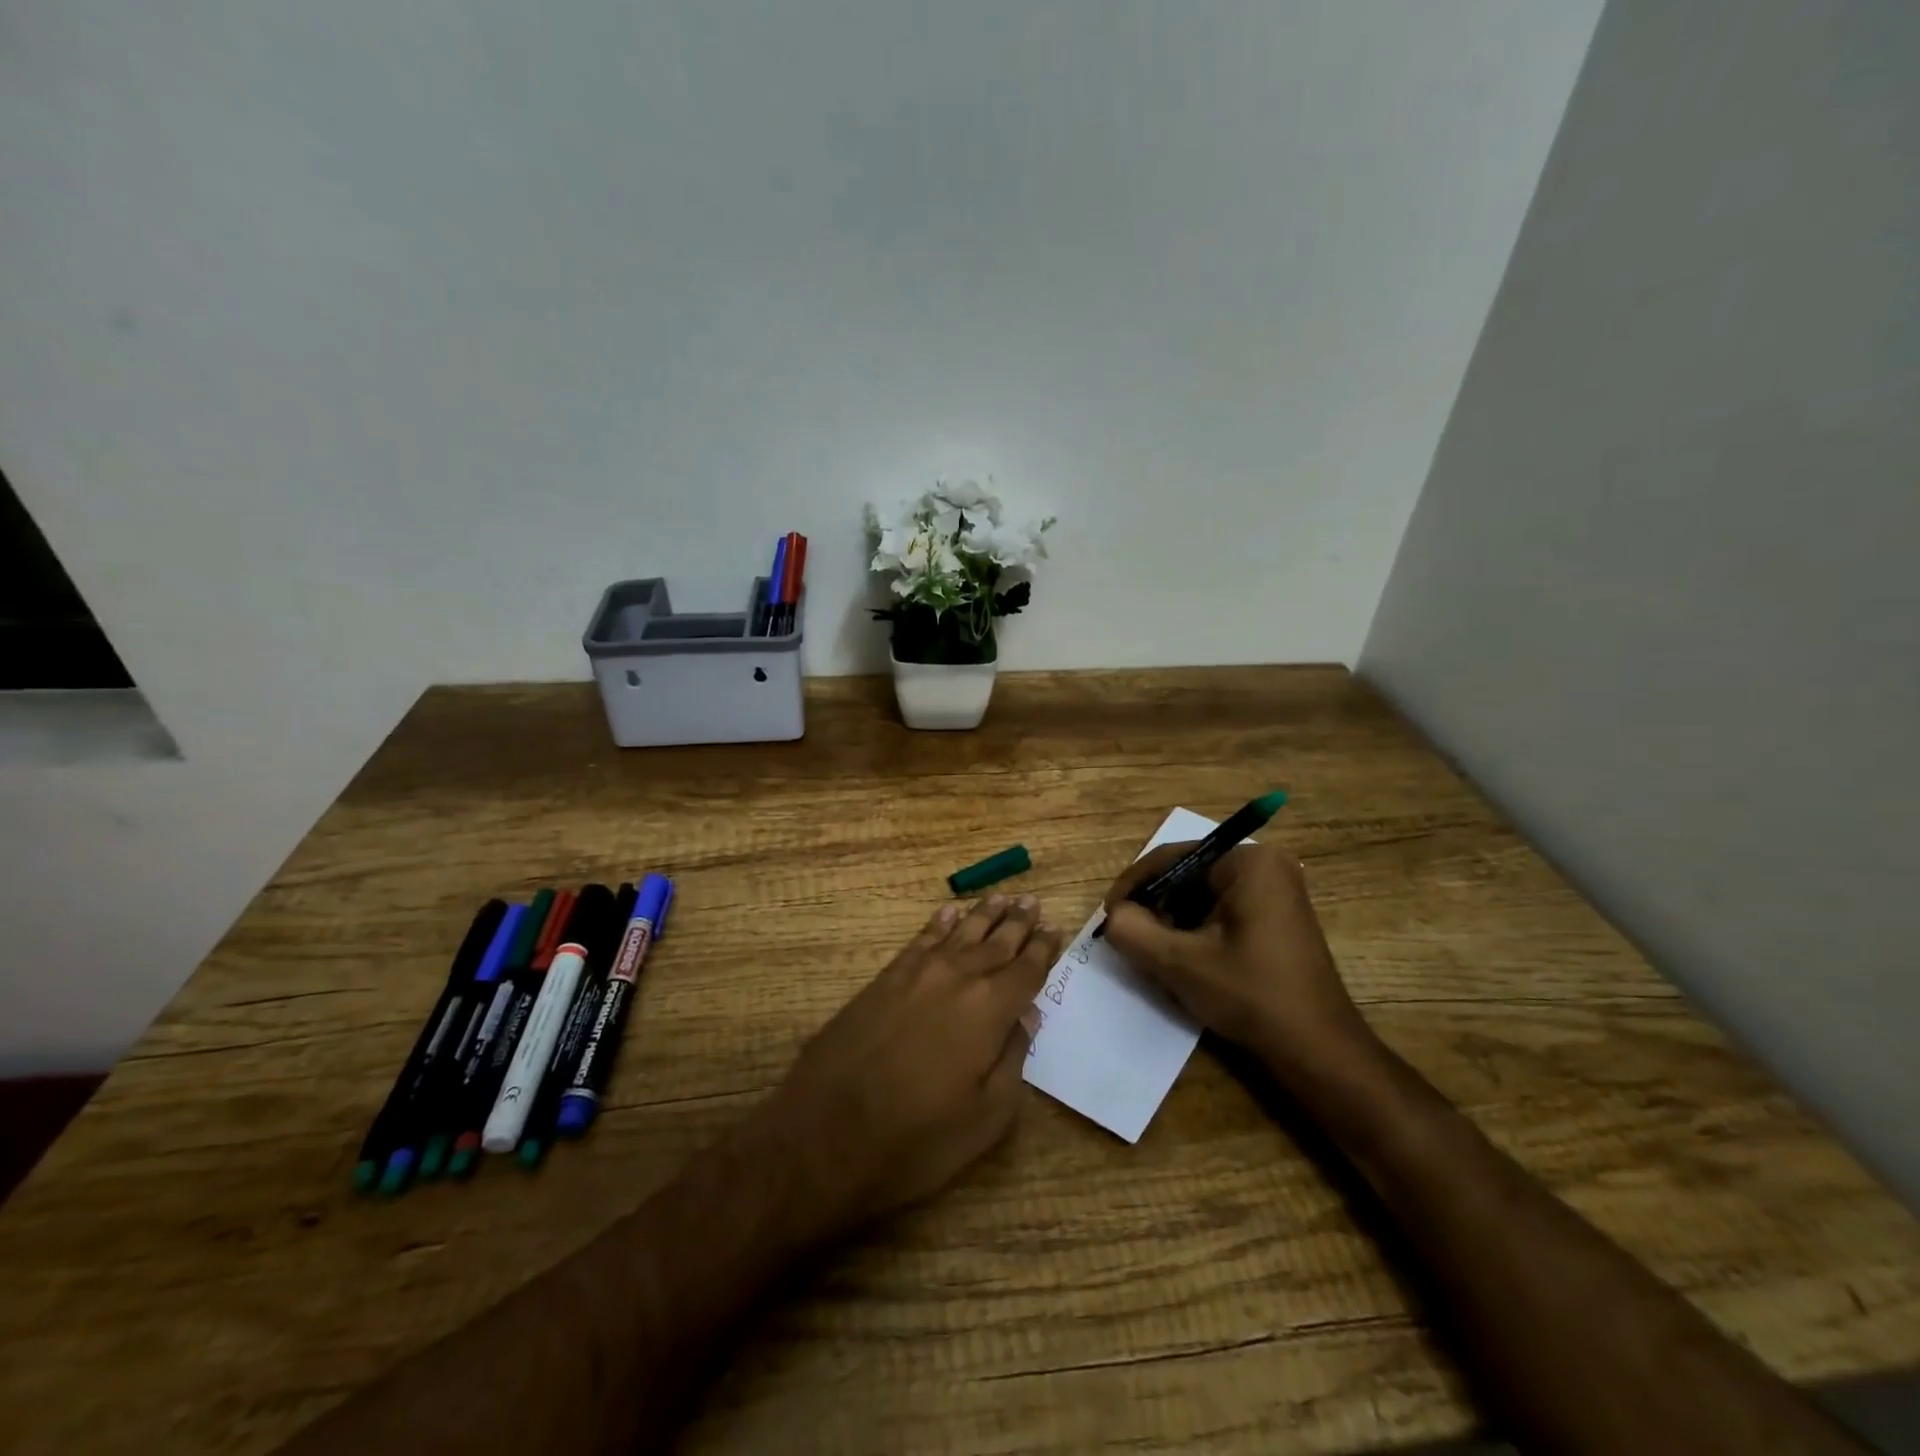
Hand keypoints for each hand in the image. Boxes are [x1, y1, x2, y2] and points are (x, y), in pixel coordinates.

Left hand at [755, 894, 1062, 1235]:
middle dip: (1017, 922)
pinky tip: (949, 911)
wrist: (826, 1133)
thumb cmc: (916, 1138)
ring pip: (961, 932)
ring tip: (1002, 897)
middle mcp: (958, 978)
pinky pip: (921, 938)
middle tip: (1033, 901)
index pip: (1026, 970)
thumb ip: (1013, 1059)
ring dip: (984, 914)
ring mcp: (917, 973)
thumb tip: (1027, 1016)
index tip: (1054, 929)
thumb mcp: (986, 1117)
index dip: (1042, 949)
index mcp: (990, 1010)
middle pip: (996, 942)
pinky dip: (938, 922)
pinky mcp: (885, 978)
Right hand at [1101, 843, 1372, 1077]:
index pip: (1172, 858)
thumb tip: (1113, 916)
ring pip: (1201, 895)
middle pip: (1187, 875)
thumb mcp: (1180, 963)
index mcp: (1248, 862)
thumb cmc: (1252, 996)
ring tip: (1152, 951)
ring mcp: (1275, 890)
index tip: (1109, 917)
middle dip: (1154, 905)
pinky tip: (1183, 960)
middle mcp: (1265, 865)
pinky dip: (1196, 930)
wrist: (1319, 1052)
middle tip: (1128, 937)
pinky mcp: (1276, 917)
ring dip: (1172, 921)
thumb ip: (1133, 931)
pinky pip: (1221, 910)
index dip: (1133, 886)